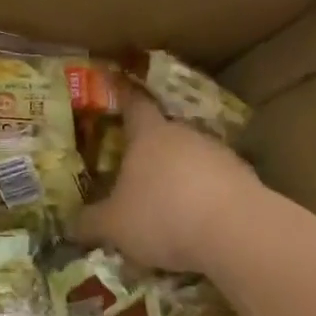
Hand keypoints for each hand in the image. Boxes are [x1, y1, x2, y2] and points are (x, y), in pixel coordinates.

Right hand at [75, 87, 261, 275]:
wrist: (237, 232)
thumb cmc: (163, 215)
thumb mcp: (115, 226)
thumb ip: (91, 223)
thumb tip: (70, 225)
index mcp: (148, 135)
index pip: (134, 103)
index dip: (123, 95)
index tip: (117, 84)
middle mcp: (184, 135)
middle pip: (164, 133)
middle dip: (151, 149)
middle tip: (136, 167)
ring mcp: (219, 154)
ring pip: (193, 158)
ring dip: (181, 175)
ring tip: (169, 204)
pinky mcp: (245, 178)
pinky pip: (217, 182)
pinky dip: (206, 196)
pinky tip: (200, 223)